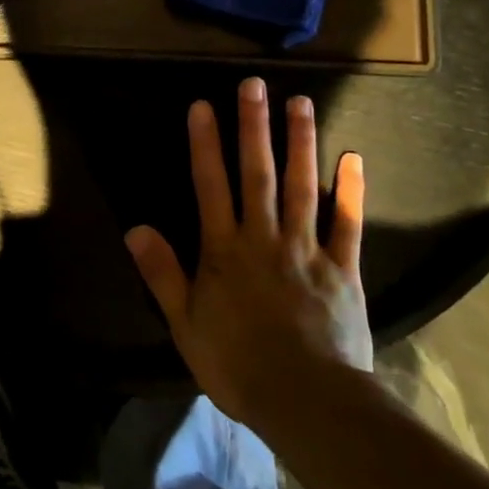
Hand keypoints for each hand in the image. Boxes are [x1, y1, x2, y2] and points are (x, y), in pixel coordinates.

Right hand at [126, 77, 372, 435]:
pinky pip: (348, 224)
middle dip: (254, 126)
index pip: (211, 185)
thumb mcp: (186, 325)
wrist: (307, 404)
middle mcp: (264, 237)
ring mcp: (306, 249)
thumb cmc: (238, 365)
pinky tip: (353, 158)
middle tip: (254, 84)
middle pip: (257, 173)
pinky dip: (351, 191)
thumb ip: (163, 273)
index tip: (203, 105)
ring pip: (302, 186)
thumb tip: (134, 228)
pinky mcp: (343, 269)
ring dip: (299, 142)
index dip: (205, 144)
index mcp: (225, 249)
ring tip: (299, 102)